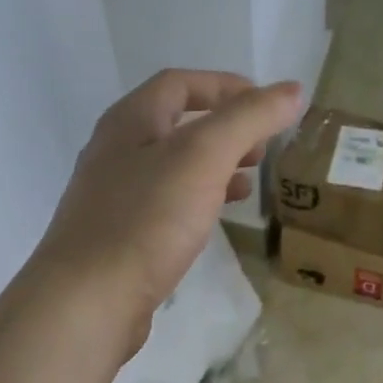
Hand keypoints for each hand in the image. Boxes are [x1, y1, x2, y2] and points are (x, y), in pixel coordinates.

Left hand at [29, 69, 301, 359]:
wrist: (90, 298)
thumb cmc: (147, 219)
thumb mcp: (204, 158)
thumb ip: (248, 120)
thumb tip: (292, 90)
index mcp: (130, 122)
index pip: (179, 84)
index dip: (226, 87)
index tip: (267, 105)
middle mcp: (115, 152)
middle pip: (174, 125)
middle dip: (223, 130)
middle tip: (262, 148)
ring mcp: (113, 197)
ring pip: (171, 168)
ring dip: (212, 168)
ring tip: (247, 183)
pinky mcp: (119, 237)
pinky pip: (165, 205)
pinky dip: (196, 202)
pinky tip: (213, 221)